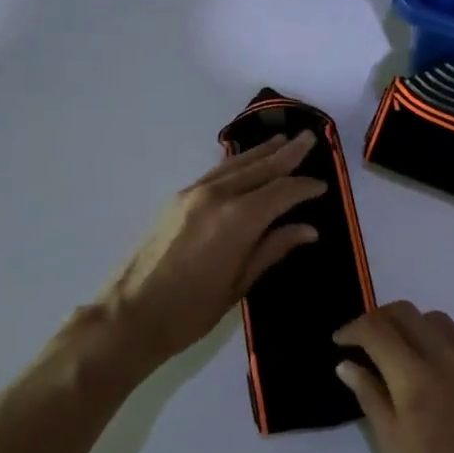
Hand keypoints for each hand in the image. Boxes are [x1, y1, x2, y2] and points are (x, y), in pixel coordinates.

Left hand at [93, 134, 324, 373]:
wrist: (129, 315)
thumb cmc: (191, 310)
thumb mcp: (240, 284)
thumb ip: (274, 248)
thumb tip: (308, 229)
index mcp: (238, 219)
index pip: (281, 192)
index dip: (304, 187)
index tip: (324, 185)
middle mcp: (217, 196)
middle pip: (260, 168)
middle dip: (287, 153)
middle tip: (310, 137)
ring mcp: (193, 194)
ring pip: (236, 165)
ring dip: (261, 152)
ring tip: (282, 139)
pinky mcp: (177, 199)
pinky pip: (216, 172)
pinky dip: (236, 163)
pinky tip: (244, 161)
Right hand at [335, 302, 453, 452]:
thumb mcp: (395, 446)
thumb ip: (371, 397)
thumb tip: (347, 364)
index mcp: (415, 378)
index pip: (377, 329)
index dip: (352, 328)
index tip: (340, 342)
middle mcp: (445, 357)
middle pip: (404, 312)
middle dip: (377, 320)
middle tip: (362, 342)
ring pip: (432, 319)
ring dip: (407, 325)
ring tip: (395, 352)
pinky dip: (433, 339)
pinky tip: (428, 368)